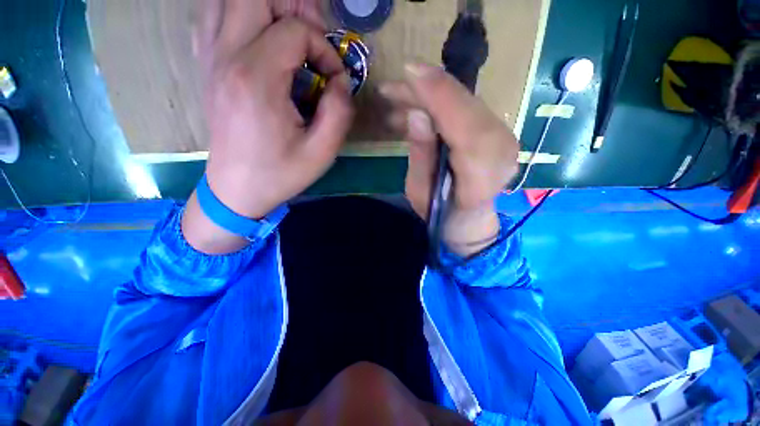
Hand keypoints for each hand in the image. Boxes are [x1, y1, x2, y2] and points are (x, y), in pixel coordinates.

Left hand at [183, 0, 353, 253]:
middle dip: (295, 8)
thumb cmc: (281, 174)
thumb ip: (340, 111)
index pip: (295, 31)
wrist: (237, 190)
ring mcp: (211, 60)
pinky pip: (213, 17)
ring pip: (229, 0)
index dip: (325, 50)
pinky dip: (239, 15)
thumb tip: (340, 81)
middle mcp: (227, 58)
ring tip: (290, 33)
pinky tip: (259, 37)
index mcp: (256, 79)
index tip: (334, 81)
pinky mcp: (207, 67)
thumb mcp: (322, 151)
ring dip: (266, 7)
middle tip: (315, 37)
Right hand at [381, 63, 518, 255]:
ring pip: (468, 103)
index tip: (411, 72)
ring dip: (432, 95)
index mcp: (481, 177)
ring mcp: (503, 140)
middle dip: (431, 89)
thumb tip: (418, 115)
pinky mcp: (496, 132)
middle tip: (397, 82)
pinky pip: (467, 108)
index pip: (466, 127)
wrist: (469, 220)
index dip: (440, 96)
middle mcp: (501, 152)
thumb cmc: (441, 214)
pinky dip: (442, 102)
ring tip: (399, 96)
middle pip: (469, 107)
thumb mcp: (420, 192)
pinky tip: (418, 107)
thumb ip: (421, 156)